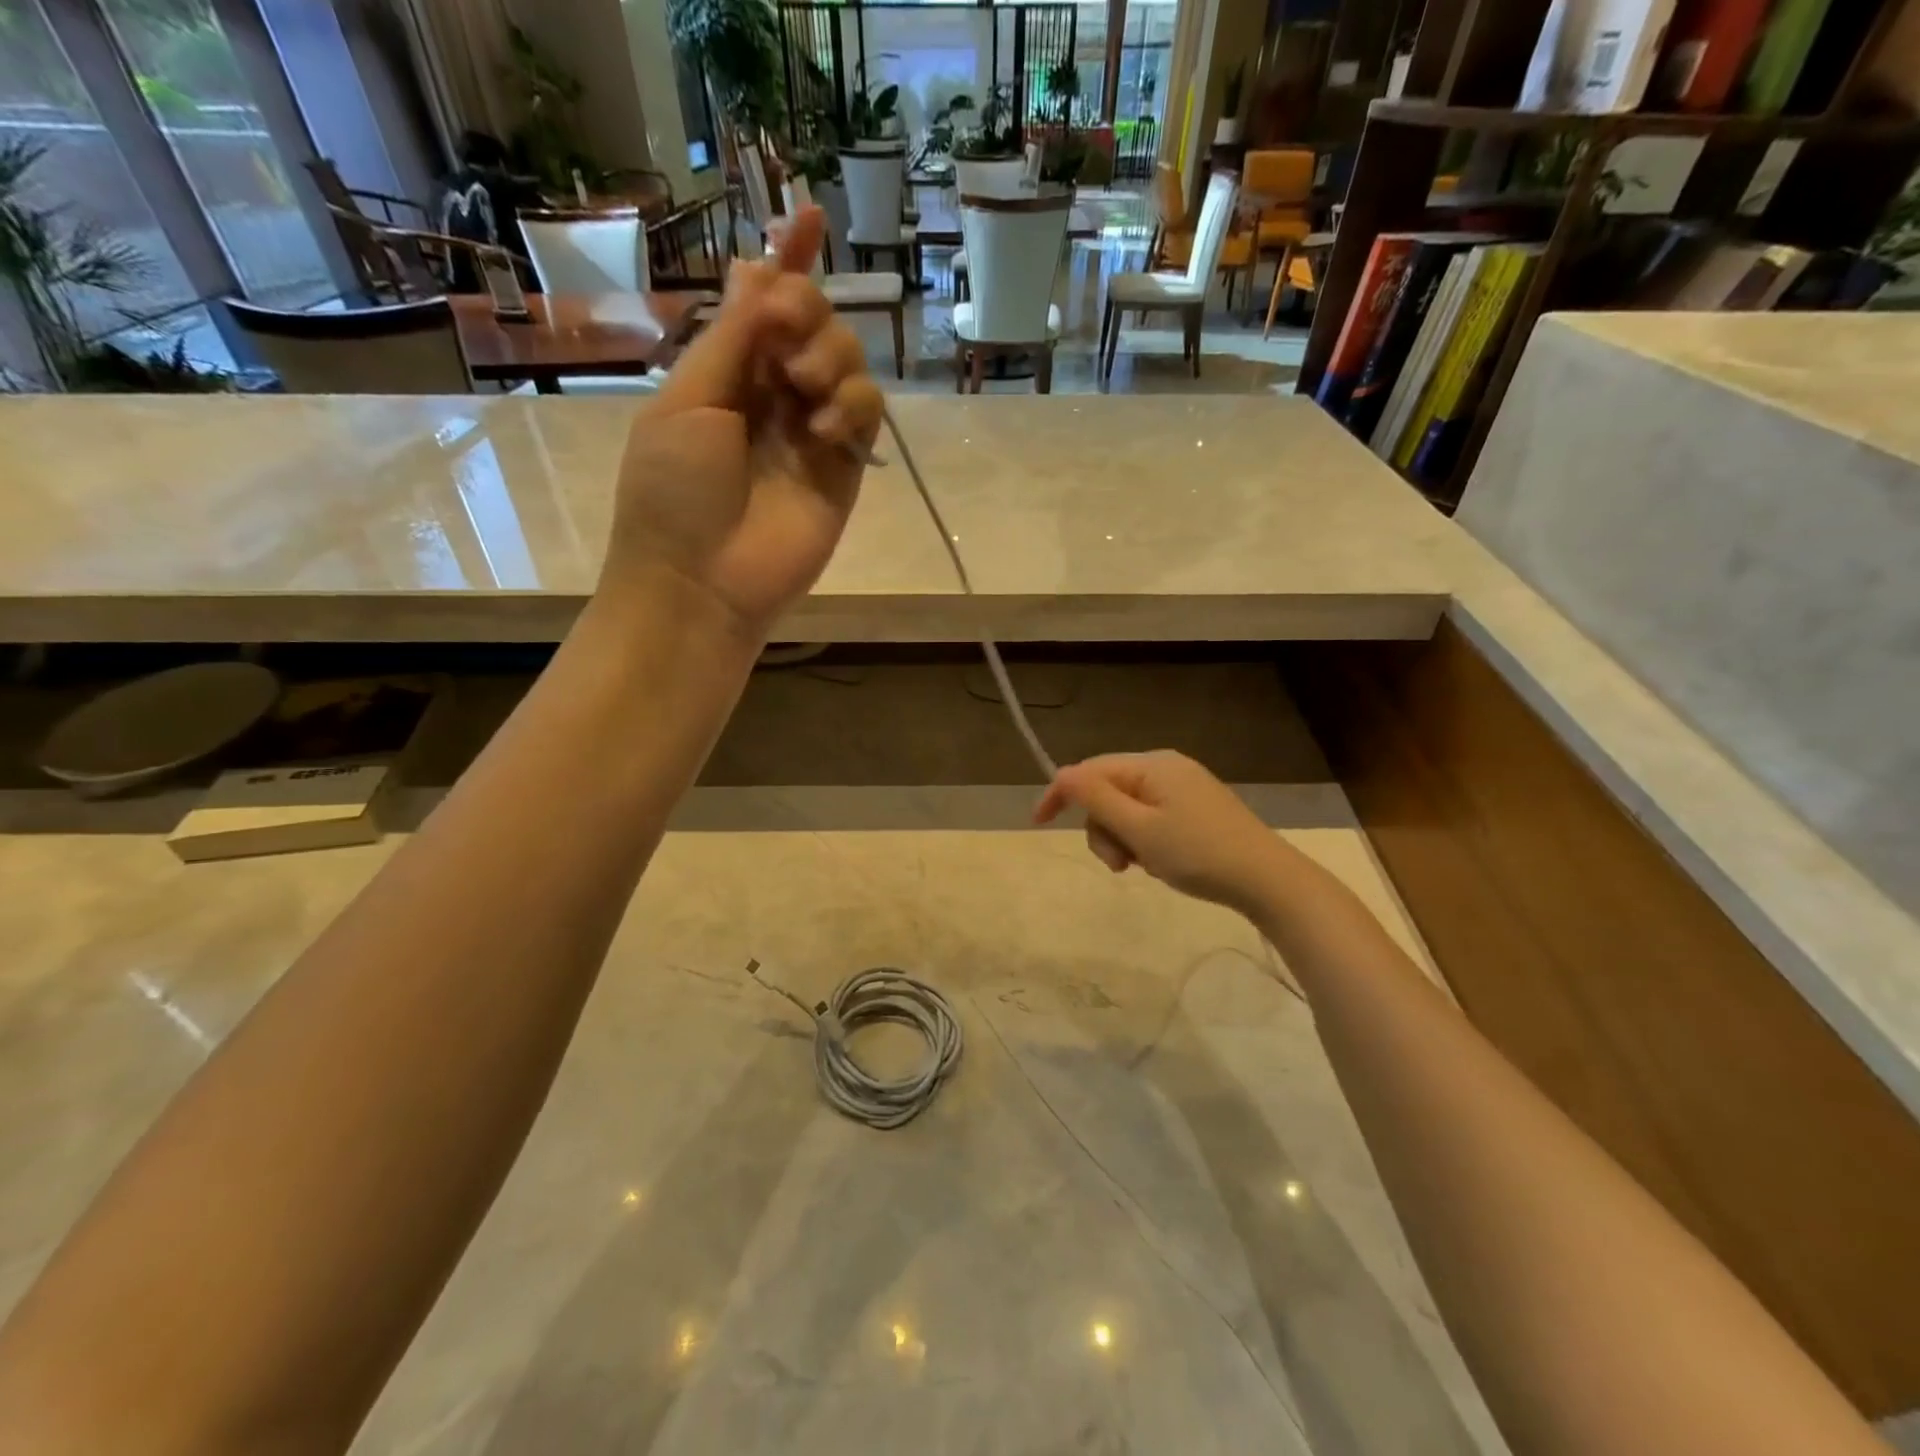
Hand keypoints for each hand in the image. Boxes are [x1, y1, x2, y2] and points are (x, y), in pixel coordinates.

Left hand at [599, 207, 883, 636]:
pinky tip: (824, 429)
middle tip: (785, 340)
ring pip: (847, 361)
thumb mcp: (690, 399)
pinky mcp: (844, 468)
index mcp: (725, 372)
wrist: (703, 581)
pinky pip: (866, 413)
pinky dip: (853, 405)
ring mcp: (811, 432)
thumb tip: (763, 273)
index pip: (763, 304)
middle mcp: (772, 394)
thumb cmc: (675, 490)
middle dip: (806, 312)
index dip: (786, 261)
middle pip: (814, 322)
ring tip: (805, 395)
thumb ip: (735, 339)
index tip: (810, 217)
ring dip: (831, 357)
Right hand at [1035, 751, 1282, 913]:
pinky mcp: (1196, 808)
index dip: (1061, 793)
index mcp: (1152, 765)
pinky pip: (1151, 817)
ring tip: (1142, 867)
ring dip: (1123, 839)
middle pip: (1109, 790)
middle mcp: (1166, 768)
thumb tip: (1062, 773)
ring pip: (1128, 808)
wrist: (1268, 881)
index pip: (1090, 770)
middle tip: (1119, 865)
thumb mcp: (1140, 829)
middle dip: (1103, 828)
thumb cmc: (1199, 854)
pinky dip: (1144, 840)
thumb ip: (1097, 799)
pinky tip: (1161, 863)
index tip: (1038, 823)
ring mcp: (1184, 787)